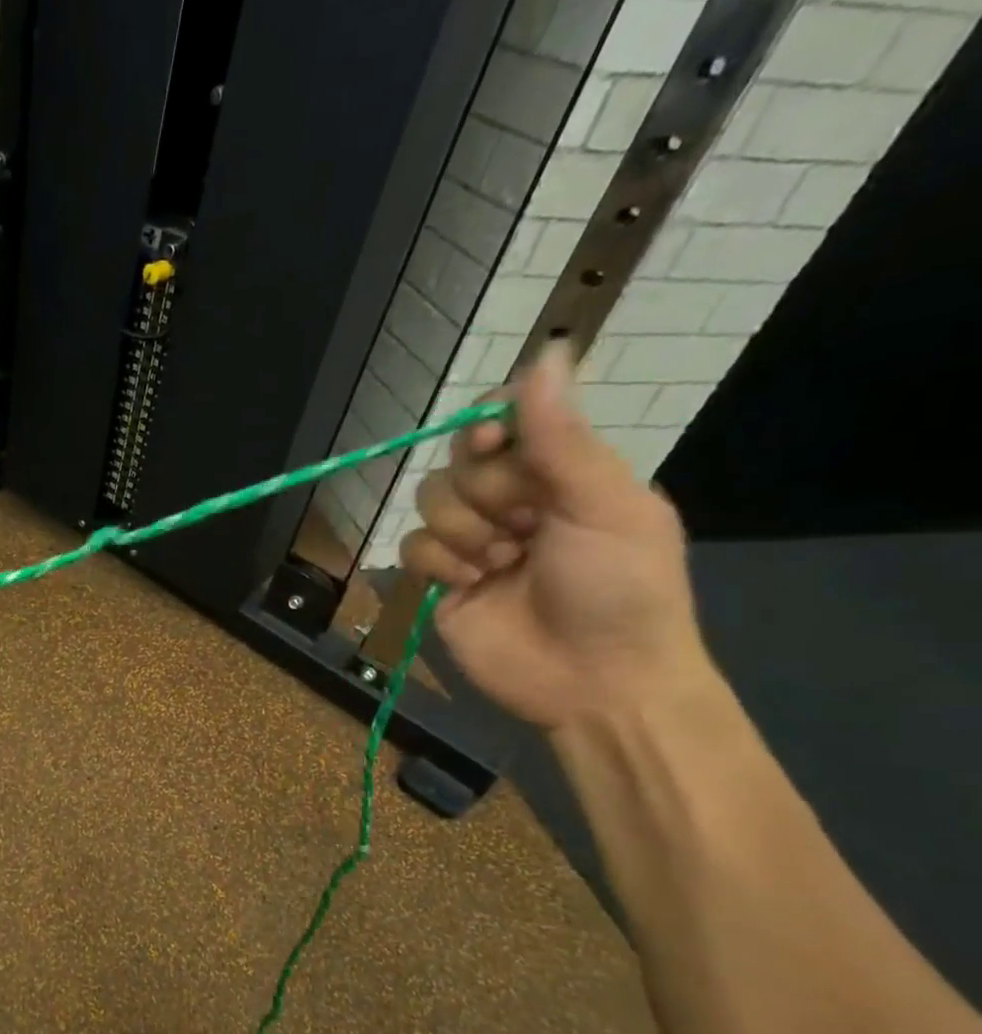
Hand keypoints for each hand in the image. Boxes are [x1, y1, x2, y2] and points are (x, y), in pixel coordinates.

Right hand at [398, 346, 708, 730]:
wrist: (595, 683)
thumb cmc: (621, 590)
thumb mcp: (605, 506)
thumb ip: (563, 437)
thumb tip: (549, 350)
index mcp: (563, 473)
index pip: (507, 419)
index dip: (488, 422)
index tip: (494, 439)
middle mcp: (514, 500)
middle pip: (460, 460)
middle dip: (487, 494)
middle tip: (525, 528)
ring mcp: (474, 540)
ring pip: (430, 501)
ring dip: (463, 531)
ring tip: (501, 564)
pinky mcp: (442, 579)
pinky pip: (412, 546)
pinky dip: (438, 563)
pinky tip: (472, 584)